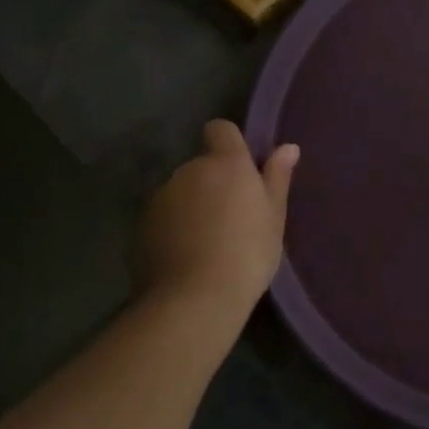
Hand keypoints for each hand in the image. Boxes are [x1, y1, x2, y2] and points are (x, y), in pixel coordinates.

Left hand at [136, 120, 299, 310]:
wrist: (194, 299)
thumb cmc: (247, 252)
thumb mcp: (274, 216)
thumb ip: (277, 177)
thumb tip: (288, 147)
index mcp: (226, 163)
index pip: (220, 129)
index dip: (229, 143)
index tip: (241, 169)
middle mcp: (189, 170)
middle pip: (202, 165)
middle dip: (213, 182)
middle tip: (232, 217)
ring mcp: (161, 197)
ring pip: (182, 191)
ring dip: (192, 205)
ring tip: (208, 241)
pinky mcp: (141, 226)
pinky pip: (164, 216)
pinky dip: (173, 228)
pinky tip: (187, 256)